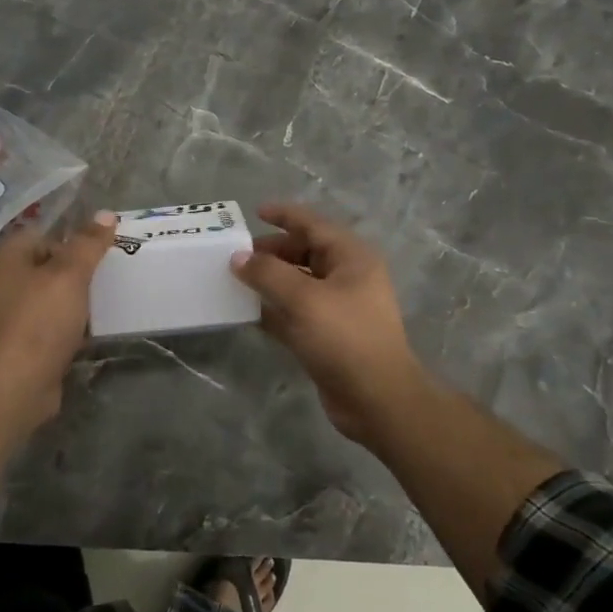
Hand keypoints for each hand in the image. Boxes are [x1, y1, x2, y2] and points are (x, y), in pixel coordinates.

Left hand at [0, 209, 117, 420]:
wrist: (17, 384)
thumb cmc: (40, 319)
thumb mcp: (70, 273)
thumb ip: (89, 243)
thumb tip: (107, 214)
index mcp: (7, 257)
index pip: (44, 234)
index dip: (72, 240)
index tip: (100, 253)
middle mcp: (2, 282)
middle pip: (48, 266)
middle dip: (77, 272)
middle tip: (108, 277)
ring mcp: (8, 316)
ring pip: (50, 298)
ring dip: (75, 302)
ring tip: (104, 303)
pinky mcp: (20, 344)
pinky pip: (49, 326)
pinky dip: (68, 327)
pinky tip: (90, 332)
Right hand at [231, 202, 433, 440]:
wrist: (377, 399)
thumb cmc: (344, 338)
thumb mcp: (303, 298)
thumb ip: (267, 273)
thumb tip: (238, 258)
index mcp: (351, 258)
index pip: (314, 225)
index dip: (285, 215)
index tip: (255, 212)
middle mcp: (347, 278)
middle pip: (305, 253)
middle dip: (271, 251)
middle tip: (237, 255)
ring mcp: (338, 308)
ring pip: (297, 284)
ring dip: (269, 281)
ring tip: (235, 280)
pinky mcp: (327, 336)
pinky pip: (295, 313)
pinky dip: (273, 309)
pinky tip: (247, 312)